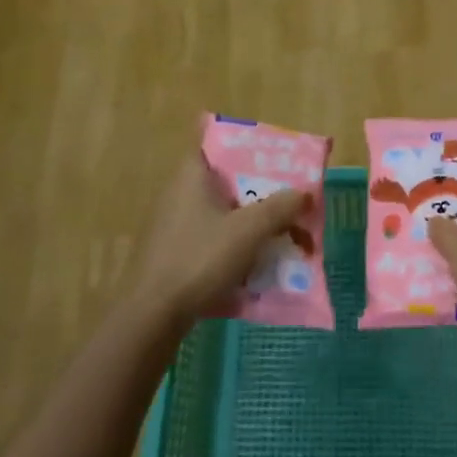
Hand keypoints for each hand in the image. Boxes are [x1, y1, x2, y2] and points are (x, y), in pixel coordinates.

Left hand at [128, 149, 307, 320]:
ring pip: (220, 212)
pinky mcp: (172, 252)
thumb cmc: (200, 259)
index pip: (218, 142)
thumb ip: (280, 207)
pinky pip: (210, 237)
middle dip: (259, 191)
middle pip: (226, 181)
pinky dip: (233, 244)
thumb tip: (304, 192)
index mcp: (192, 175)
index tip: (276, 158)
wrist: (152, 314)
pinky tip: (255, 264)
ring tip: (281, 235)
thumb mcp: (249, 230)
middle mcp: (178, 192)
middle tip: (289, 201)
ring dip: (249, 222)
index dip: (248, 146)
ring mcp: (172, 223)